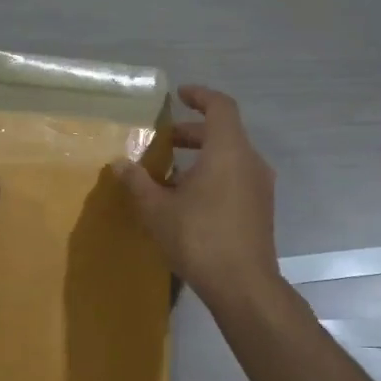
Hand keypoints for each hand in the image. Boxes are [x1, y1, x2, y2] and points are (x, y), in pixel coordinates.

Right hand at [113, 85, 280, 307]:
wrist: (243, 284)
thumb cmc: (199, 238)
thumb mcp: (157, 210)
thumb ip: (137, 182)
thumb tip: (119, 163)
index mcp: (228, 151)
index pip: (220, 106)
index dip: (200, 95)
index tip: (179, 95)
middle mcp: (250, 161)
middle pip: (224, 132)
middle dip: (192, 132)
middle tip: (164, 141)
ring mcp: (259, 186)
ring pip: (230, 157)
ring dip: (202, 157)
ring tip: (170, 174)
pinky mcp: (260, 209)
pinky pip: (236, 177)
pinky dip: (213, 175)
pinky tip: (189, 200)